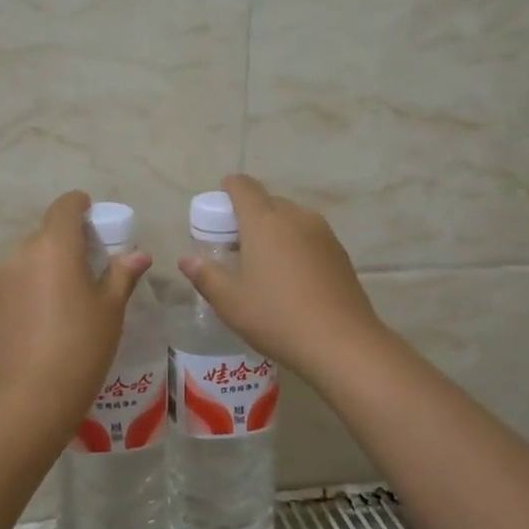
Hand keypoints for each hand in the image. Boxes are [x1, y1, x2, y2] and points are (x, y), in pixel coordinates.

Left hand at [0, 191, 152, 415]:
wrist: (29, 397)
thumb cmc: (81, 346)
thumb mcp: (110, 310)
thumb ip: (122, 274)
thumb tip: (138, 254)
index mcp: (55, 246)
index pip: (64, 207)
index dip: (78, 205)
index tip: (90, 216)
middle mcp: (20, 253)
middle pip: (44, 235)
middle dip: (63, 243)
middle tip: (83, 270)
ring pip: (24, 260)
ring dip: (41, 267)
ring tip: (58, 300)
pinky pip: (8, 284)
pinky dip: (23, 290)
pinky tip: (36, 322)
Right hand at [178, 174, 386, 378]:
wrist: (342, 343)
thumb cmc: (277, 318)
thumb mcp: (230, 302)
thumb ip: (205, 276)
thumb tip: (187, 260)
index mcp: (264, 221)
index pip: (243, 186)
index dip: (228, 188)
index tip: (218, 206)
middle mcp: (295, 216)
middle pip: (267, 201)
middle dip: (248, 214)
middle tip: (235, 244)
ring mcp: (322, 232)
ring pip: (290, 218)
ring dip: (274, 229)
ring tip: (263, 262)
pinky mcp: (339, 251)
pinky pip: (309, 235)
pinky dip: (294, 244)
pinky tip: (291, 276)